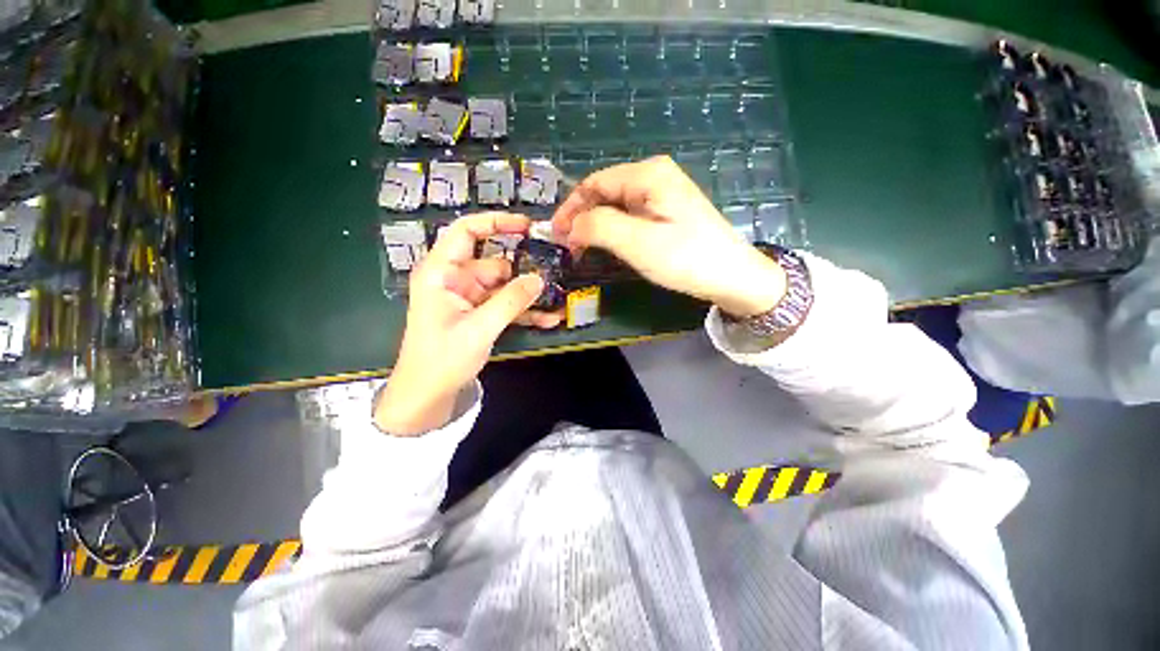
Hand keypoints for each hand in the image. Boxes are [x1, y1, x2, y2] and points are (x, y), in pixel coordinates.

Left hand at [374, 213, 559, 435]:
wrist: (428, 395)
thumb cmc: (441, 359)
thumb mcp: (478, 329)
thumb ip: (510, 301)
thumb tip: (539, 279)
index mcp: (442, 273)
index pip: (466, 232)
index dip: (495, 222)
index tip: (526, 227)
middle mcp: (456, 280)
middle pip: (495, 263)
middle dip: (524, 271)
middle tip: (555, 273)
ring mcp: (470, 298)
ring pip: (505, 287)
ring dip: (529, 295)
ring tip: (557, 301)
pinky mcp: (480, 314)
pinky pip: (506, 305)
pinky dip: (524, 311)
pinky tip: (548, 319)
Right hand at [552, 156, 785, 316]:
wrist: (733, 276)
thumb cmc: (686, 258)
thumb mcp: (637, 243)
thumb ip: (598, 227)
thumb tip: (572, 227)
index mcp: (647, 174)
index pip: (594, 183)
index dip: (570, 208)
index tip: (555, 235)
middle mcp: (654, 176)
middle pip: (604, 192)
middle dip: (582, 218)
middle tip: (567, 246)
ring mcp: (663, 194)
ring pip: (616, 206)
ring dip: (596, 226)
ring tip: (582, 249)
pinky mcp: (667, 212)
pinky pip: (630, 216)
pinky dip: (613, 230)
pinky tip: (608, 246)